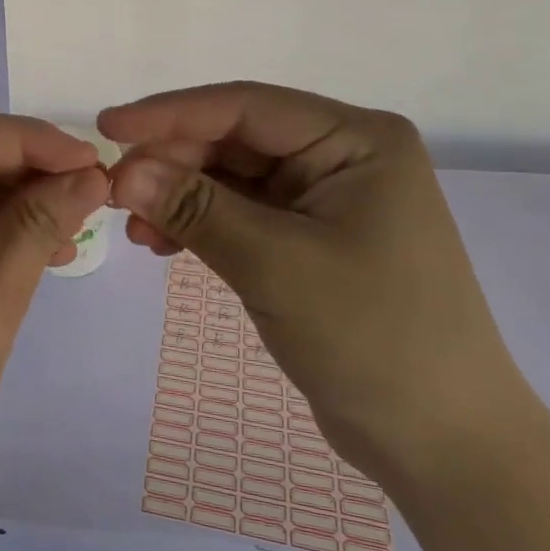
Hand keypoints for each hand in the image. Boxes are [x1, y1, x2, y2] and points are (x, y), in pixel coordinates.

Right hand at [100, 82, 529, 482]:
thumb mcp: (275, 265)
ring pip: (232, 178)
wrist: (442, 443)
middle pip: (236, 140)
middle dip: (172, 162)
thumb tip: (121, 170)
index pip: (247, 107)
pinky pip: (241, 214)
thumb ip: (196, 209)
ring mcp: (326, 199)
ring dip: (179, 195)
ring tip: (132, 226)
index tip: (106, 126)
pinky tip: (161, 243)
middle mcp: (342, 156)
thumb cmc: (373, 339)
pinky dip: (199, 224)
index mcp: (356, 140)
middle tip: (113, 192)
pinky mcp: (310, 239)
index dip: (170, 113)